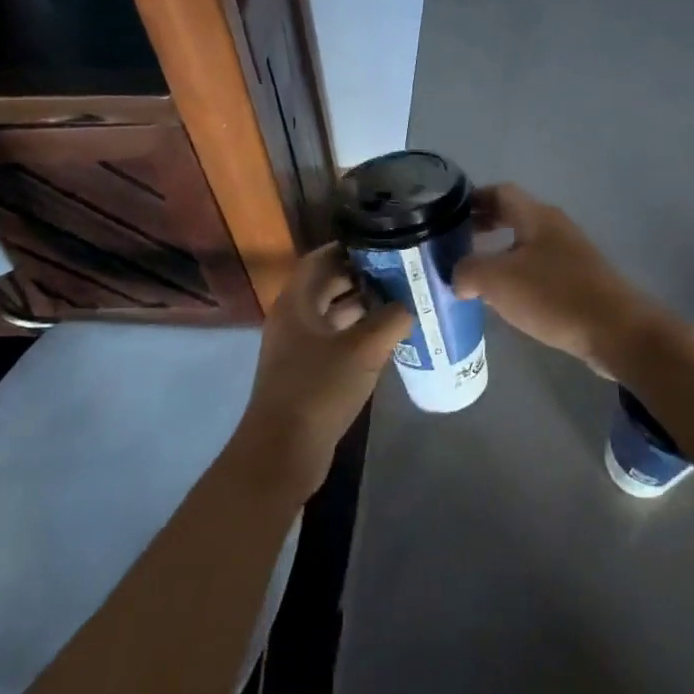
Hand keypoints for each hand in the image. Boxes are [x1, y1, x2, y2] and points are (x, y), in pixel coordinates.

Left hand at [234, 243, 412, 501]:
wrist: (283, 451)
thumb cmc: (319, 389)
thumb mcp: (363, 349)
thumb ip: (391, 319)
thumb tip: (410, 305)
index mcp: (296, 302)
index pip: (322, 258)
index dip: (351, 247)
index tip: (386, 243)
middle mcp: (293, 318)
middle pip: (328, 285)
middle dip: (364, 276)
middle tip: (403, 271)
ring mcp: (298, 347)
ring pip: (333, 314)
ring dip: (364, 307)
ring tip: (403, 300)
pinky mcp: (307, 372)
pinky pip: (335, 340)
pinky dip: (359, 334)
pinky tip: (389, 338)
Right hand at [452, 184, 659, 376]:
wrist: (615, 330)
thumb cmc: (553, 295)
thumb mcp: (497, 280)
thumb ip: (468, 271)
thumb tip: (459, 277)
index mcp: (536, 216)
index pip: (500, 192)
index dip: (472, 198)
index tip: (447, 214)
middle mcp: (555, 227)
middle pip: (513, 216)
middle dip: (483, 225)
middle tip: (455, 243)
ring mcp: (570, 254)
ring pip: (526, 244)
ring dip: (499, 253)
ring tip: (474, 274)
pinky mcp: (579, 281)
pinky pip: (539, 268)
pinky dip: (517, 275)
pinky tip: (505, 299)